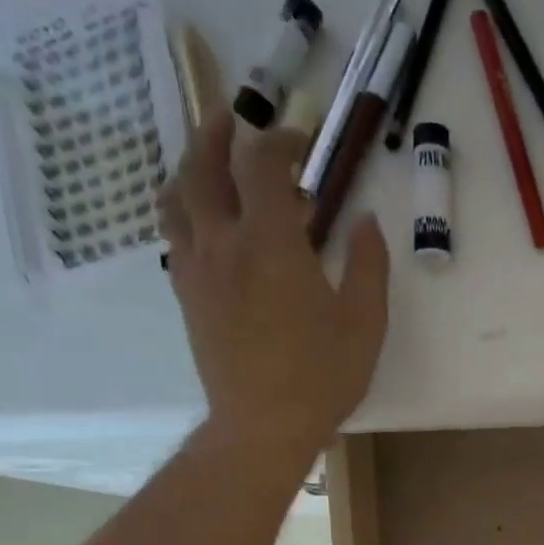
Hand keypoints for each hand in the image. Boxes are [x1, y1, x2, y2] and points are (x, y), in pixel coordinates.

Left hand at [160, 112, 390, 468]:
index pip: (261, 164)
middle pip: (203, 166)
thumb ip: (368, 264)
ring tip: (206, 161)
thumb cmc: (321, 376)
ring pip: (177, 198)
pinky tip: (202, 223)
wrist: (262, 425)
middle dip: (217, 134)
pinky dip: (185, 213)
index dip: (279, 141)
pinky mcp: (187, 297)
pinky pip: (175, 237)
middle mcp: (223, 243)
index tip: (300, 141)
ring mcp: (197, 270)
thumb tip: (365, 220)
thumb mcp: (364, 322)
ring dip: (190, 168)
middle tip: (232, 119)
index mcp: (270, 241)